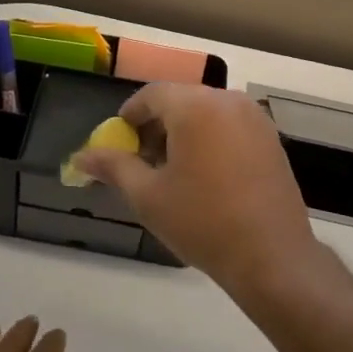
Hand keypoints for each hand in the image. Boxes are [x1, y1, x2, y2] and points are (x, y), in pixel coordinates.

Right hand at [75, 84, 325, 297]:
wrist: (272, 257)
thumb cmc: (203, 222)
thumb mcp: (148, 196)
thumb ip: (113, 167)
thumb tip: (81, 157)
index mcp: (195, 106)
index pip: (152, 94)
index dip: (130, 115)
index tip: (119, 142)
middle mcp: (227, 100)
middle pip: (180, 100)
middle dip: (156, 125)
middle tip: (142, 161)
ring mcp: (254, 117)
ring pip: (206, 111)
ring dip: (183, 131)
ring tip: (172, 171)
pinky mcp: (271, 137)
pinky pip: (229, 124)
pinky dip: (210, 137)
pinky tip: (205, 175)